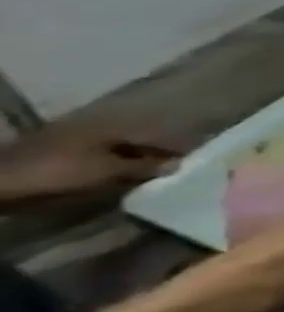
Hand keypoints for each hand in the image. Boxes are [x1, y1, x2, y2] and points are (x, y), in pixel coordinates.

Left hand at [0, 124, 178, 204]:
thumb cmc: (59, 171)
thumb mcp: (107, 170)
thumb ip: (144, 167)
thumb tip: (180, 164)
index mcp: (113, 128)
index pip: (155, 138)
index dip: (175, 150)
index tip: (196, 162)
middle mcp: (97, 130)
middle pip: (135, 145)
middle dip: (155, 158)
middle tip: (177, 174)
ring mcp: (76, 144)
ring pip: (116, 155)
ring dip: (133, 166)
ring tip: (152, 181)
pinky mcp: (59, 160)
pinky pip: (98, 164)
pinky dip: (113, 172)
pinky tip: (119, 183)